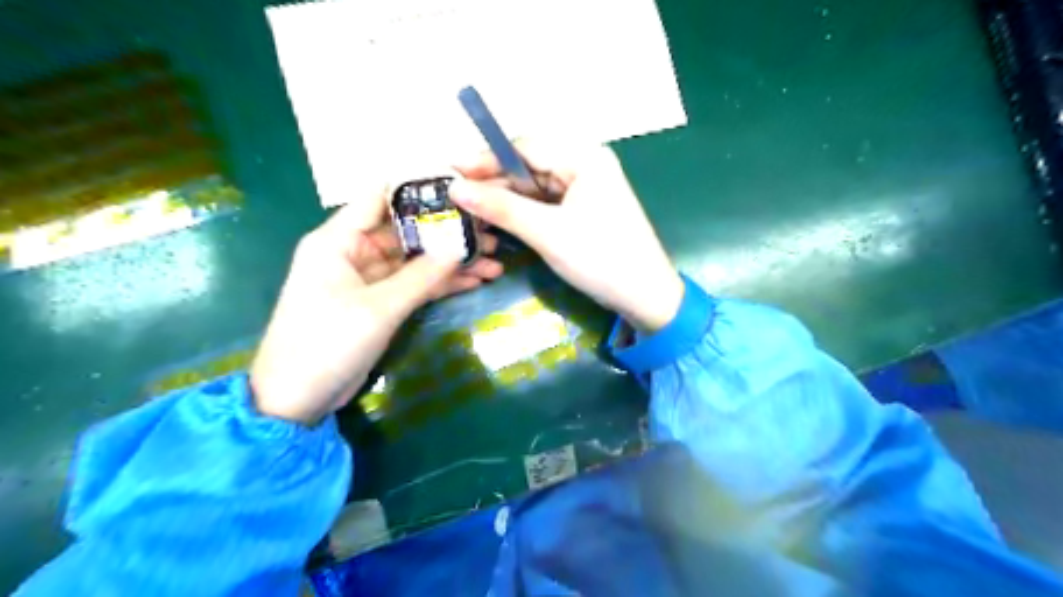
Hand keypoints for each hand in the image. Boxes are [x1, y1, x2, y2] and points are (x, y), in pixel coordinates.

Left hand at [250, 187, 502, 424]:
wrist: (298, 398)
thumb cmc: (327, 343)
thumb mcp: (378, 308)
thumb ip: (421, 276)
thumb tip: (460, 246)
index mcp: (339, 240)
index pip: (380, 197)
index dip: (418, 189)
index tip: (460, 188)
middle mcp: (354, 252)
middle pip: (407, 231)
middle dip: (448, 232)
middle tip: (489, 231)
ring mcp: (369, 279)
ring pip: (416, 261)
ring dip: (451, 262)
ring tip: (494, 261)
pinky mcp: (380, 302)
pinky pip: (416, 285)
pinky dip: (442, 284)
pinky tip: (476, 281)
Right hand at [445, 139, 680, 333]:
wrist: (645, 296)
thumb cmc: (600, 259)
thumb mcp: (547, 233)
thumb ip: (501, 208)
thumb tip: (455, 188)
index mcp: (585, 158)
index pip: (526, 147)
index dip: (487, 158)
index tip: (451, 169)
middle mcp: (587, 165)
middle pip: (531, 165)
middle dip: (496, 181)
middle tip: (459, 195)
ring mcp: (588, 188)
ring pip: (537, 186)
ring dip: (508, 198)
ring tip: (473, 210)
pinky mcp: (586, 209)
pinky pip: (548, 203)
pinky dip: (525, 211)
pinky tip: (502, 219)